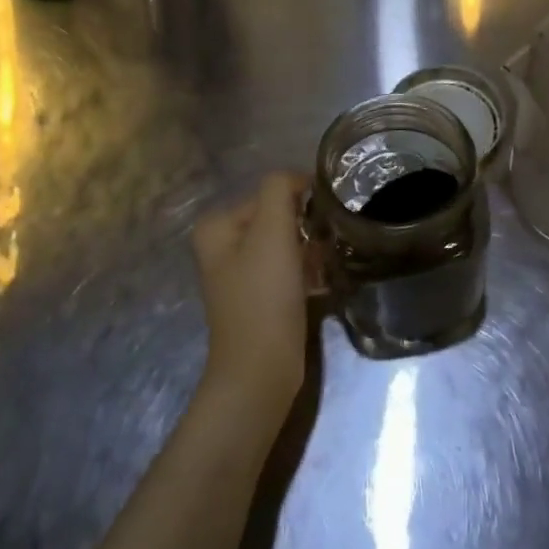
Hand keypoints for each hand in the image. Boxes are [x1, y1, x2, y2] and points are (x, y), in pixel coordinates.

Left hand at [191, 171, 313, 422]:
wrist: (261, 369)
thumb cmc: (264, 295)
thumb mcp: (271, 231)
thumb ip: (280, 190)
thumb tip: (300, 178)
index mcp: (217, 225)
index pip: (271, 192)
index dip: (302, 201)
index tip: (328, 218)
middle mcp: (224, 246)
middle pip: (280, 218)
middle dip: (307, 228)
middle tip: (331, 242)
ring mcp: (242, 274)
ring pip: (289, 244)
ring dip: (312, 250)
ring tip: (330, 263)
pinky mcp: (262, 298)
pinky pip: (291, 270)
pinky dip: (309, 272)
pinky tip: (324, 283)